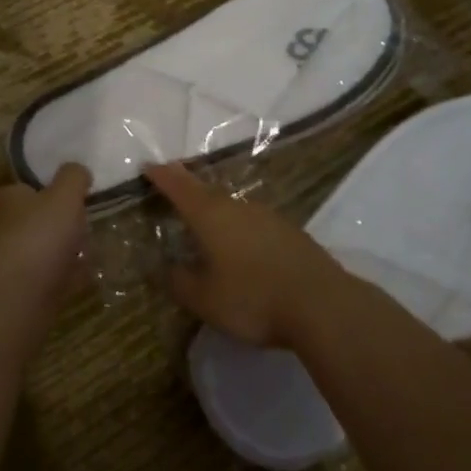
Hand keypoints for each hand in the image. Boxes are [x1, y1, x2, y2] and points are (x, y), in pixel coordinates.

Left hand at [0, 162, 91, 306]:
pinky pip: (54, 279)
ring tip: (85, 243)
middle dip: (39, 222)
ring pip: (38, 252)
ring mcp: (18, 266)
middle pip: (18, 224)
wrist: (25, 292)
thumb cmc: (40, 231)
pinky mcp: (33, 294)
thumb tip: (78, 170)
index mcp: (7, 204)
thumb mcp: (63, 195)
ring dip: (57, 250)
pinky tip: (89, 272)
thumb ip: (72, 179)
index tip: (13, 192)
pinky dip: (69, 275)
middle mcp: (6, 233)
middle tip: (67, 217)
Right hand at [144, 163, 342, 347]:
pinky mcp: (289, 232)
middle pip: (205, 189)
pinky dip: (237, 224)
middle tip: (171, 184)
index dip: (161, 176)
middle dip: (186, 186)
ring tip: (202, 216)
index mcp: (210, 215)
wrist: (322, 305)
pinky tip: (238, 241)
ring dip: (213, 205)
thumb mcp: (204, 298)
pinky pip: (252, 220)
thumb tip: (164, 267)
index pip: (178, 186)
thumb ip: (179, 281)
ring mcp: (267, 216)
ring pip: (231, 204)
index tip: (147, 166)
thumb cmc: (253, 298)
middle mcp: (237, 206)